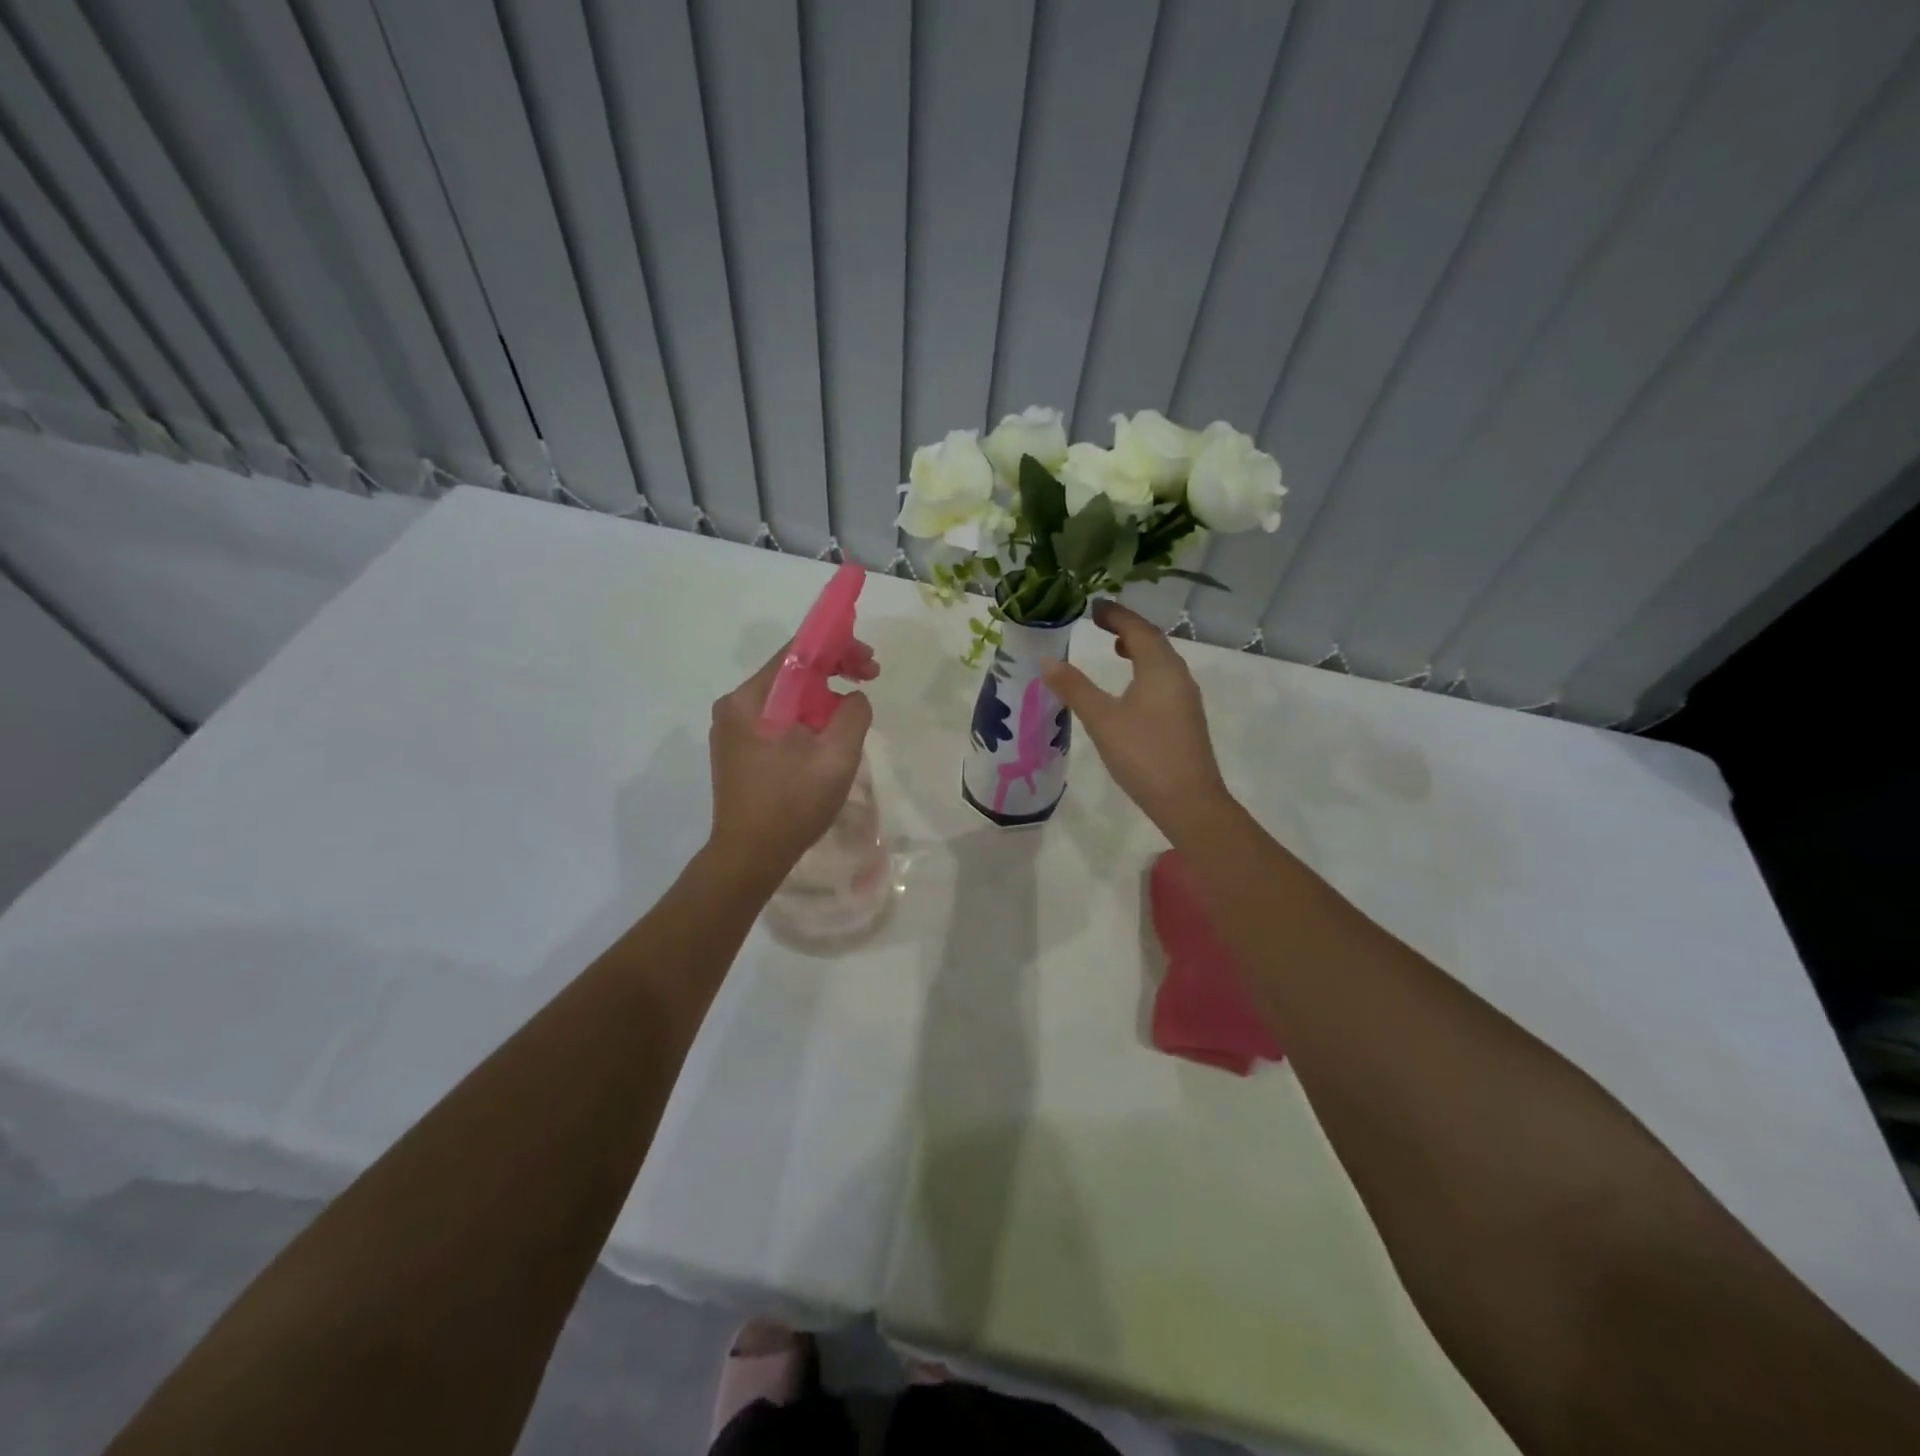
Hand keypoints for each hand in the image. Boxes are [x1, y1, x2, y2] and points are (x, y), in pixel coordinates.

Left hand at [706, 643, 876, 878]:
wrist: (750, 857)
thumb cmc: (792, 805)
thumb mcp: (836, 757)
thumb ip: (853, 714)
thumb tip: (853, 698)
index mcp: (750, 700)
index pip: (797, 652)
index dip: (837, 647)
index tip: (869, 662)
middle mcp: (734, 707)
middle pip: (791, 673)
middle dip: (833, 672)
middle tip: (869, 679)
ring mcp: (732, 730)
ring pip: (786, 698)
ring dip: (822, 698)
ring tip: (852, 714)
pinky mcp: (738, 751)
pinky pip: (777, 719)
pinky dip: (805, 718)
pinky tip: (826, 736)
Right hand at [1041, 600, 1229, 835]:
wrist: (1189, 801)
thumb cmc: (1144, 754)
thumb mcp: (1102, 720)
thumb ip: (1075, 688)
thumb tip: (1047, 660)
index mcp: (1160, 668)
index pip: (1138, 628)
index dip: (1115, 614)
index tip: (1093, 606)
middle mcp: (1178, 675)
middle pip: (1153, 641)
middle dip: (1127, 628)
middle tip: (1099, 622)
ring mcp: (1185, 698)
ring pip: (1161, 661)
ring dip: (1138, 649)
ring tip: (1114, 648)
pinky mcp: (1185, 718)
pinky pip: (1164, 680)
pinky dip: (1145, 670)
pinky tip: (1131, 688)